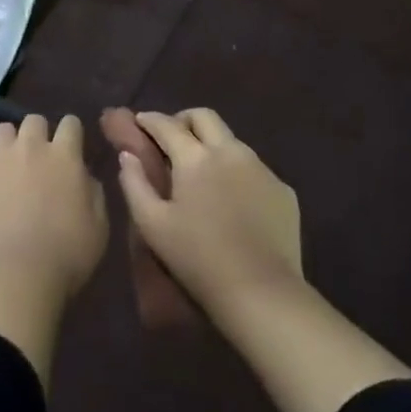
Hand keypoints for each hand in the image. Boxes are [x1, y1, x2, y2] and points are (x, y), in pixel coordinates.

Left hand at [0, 116, 107, 390]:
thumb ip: (93, 190)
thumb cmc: (67, 256)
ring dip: (6, 145)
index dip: (70, 135)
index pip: (70, 123)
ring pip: (1, 131)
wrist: (17, 276)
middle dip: (37, 136)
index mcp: (65, 155)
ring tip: (4, 170)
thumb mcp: (99, 226)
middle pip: (34, 121)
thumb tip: (83, 174)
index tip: (70, 149)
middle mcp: (30, 145)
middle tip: (37, 162)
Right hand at [114, 109, 302, 325]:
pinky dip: (236, 171)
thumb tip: (128, 155)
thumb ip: (134, 183)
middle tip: (172, 140)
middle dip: (183, 120)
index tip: (139, 122)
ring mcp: (261, 168)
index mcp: (195, 157)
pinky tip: (232, 199)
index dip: (149, 120)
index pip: (167, 124)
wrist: (263, 294)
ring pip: (231, 140)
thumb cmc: (198, 259)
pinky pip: (254, 168)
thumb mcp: (152, 225)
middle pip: (204, 116)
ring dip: (211, 145)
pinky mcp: (283, 190)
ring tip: (202, 173)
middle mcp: (230, 151)